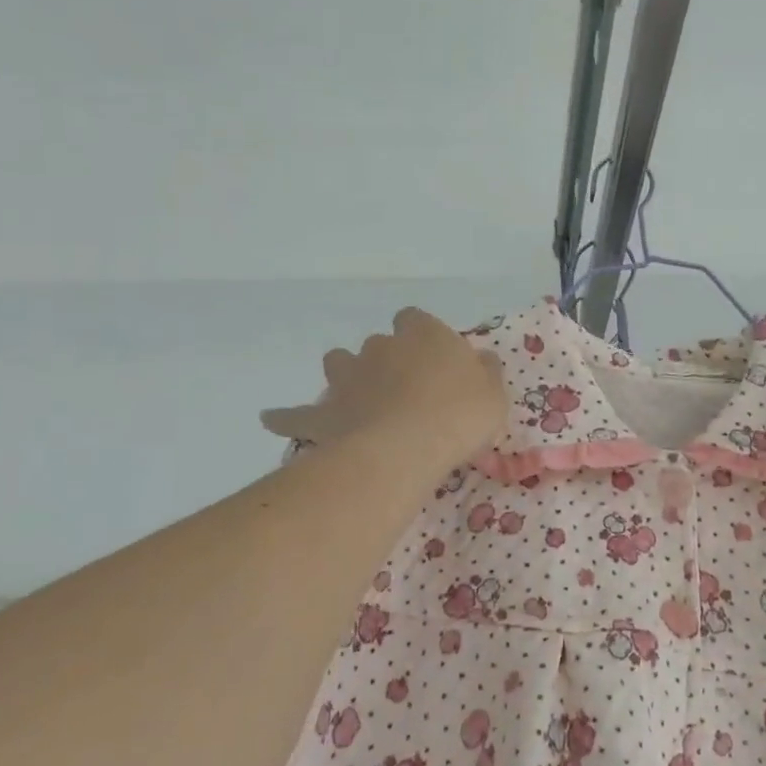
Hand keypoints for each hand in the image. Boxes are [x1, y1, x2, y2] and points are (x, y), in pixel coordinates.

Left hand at [262, 308, 505, 474]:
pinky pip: (296, 414)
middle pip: (377, 343)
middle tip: (402, 388)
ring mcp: (348, 377)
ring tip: (355, 396)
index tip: (432, 358)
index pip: (414, 319)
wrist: (409, 445)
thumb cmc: (461, 414)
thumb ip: (487, 372)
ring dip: (345, 375)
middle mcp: (381, 346)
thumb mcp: (494, 393)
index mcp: (423, 334)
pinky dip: (285, 416)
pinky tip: (270, 419)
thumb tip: (482, 359)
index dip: (421, 336)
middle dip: (384, 359)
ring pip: (337, 363)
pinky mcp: (325, 413)